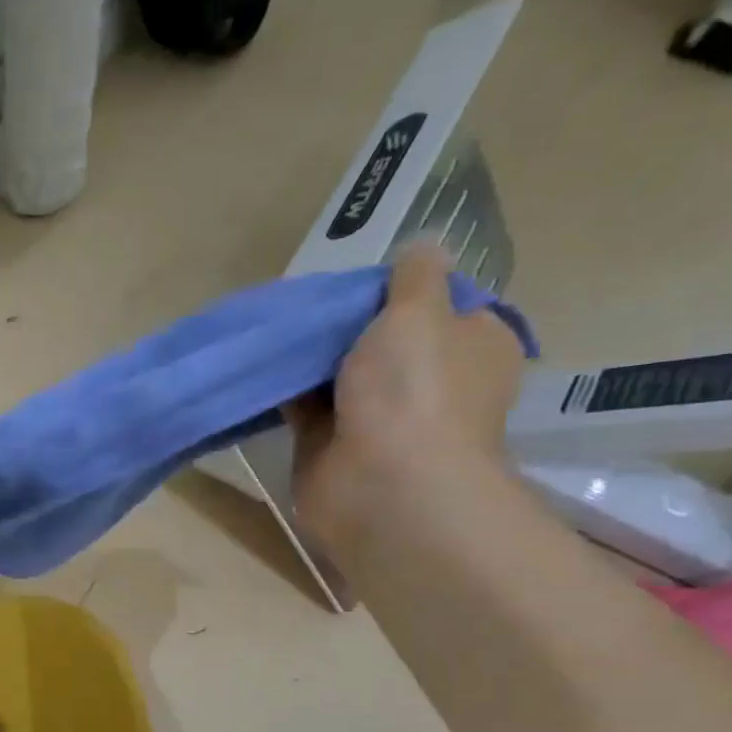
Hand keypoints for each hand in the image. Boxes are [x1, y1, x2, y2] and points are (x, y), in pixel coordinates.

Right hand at [286, 242, 525, 554]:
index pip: (442, 304)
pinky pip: (305, 405)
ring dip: (312, 355)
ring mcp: (380, 416)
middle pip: (384, 338)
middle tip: (308, 298)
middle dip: (347, 321)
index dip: (403, 287)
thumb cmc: (415, 390)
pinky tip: (260, 364)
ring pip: (340, 373)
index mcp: (472, 346)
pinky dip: (285, 388)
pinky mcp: (332, 443)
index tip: (360, 278)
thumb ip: (414, 275)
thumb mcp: (420, 309)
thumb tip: (422, 247)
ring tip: (276, 325)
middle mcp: (431, 382)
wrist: (381, 485)